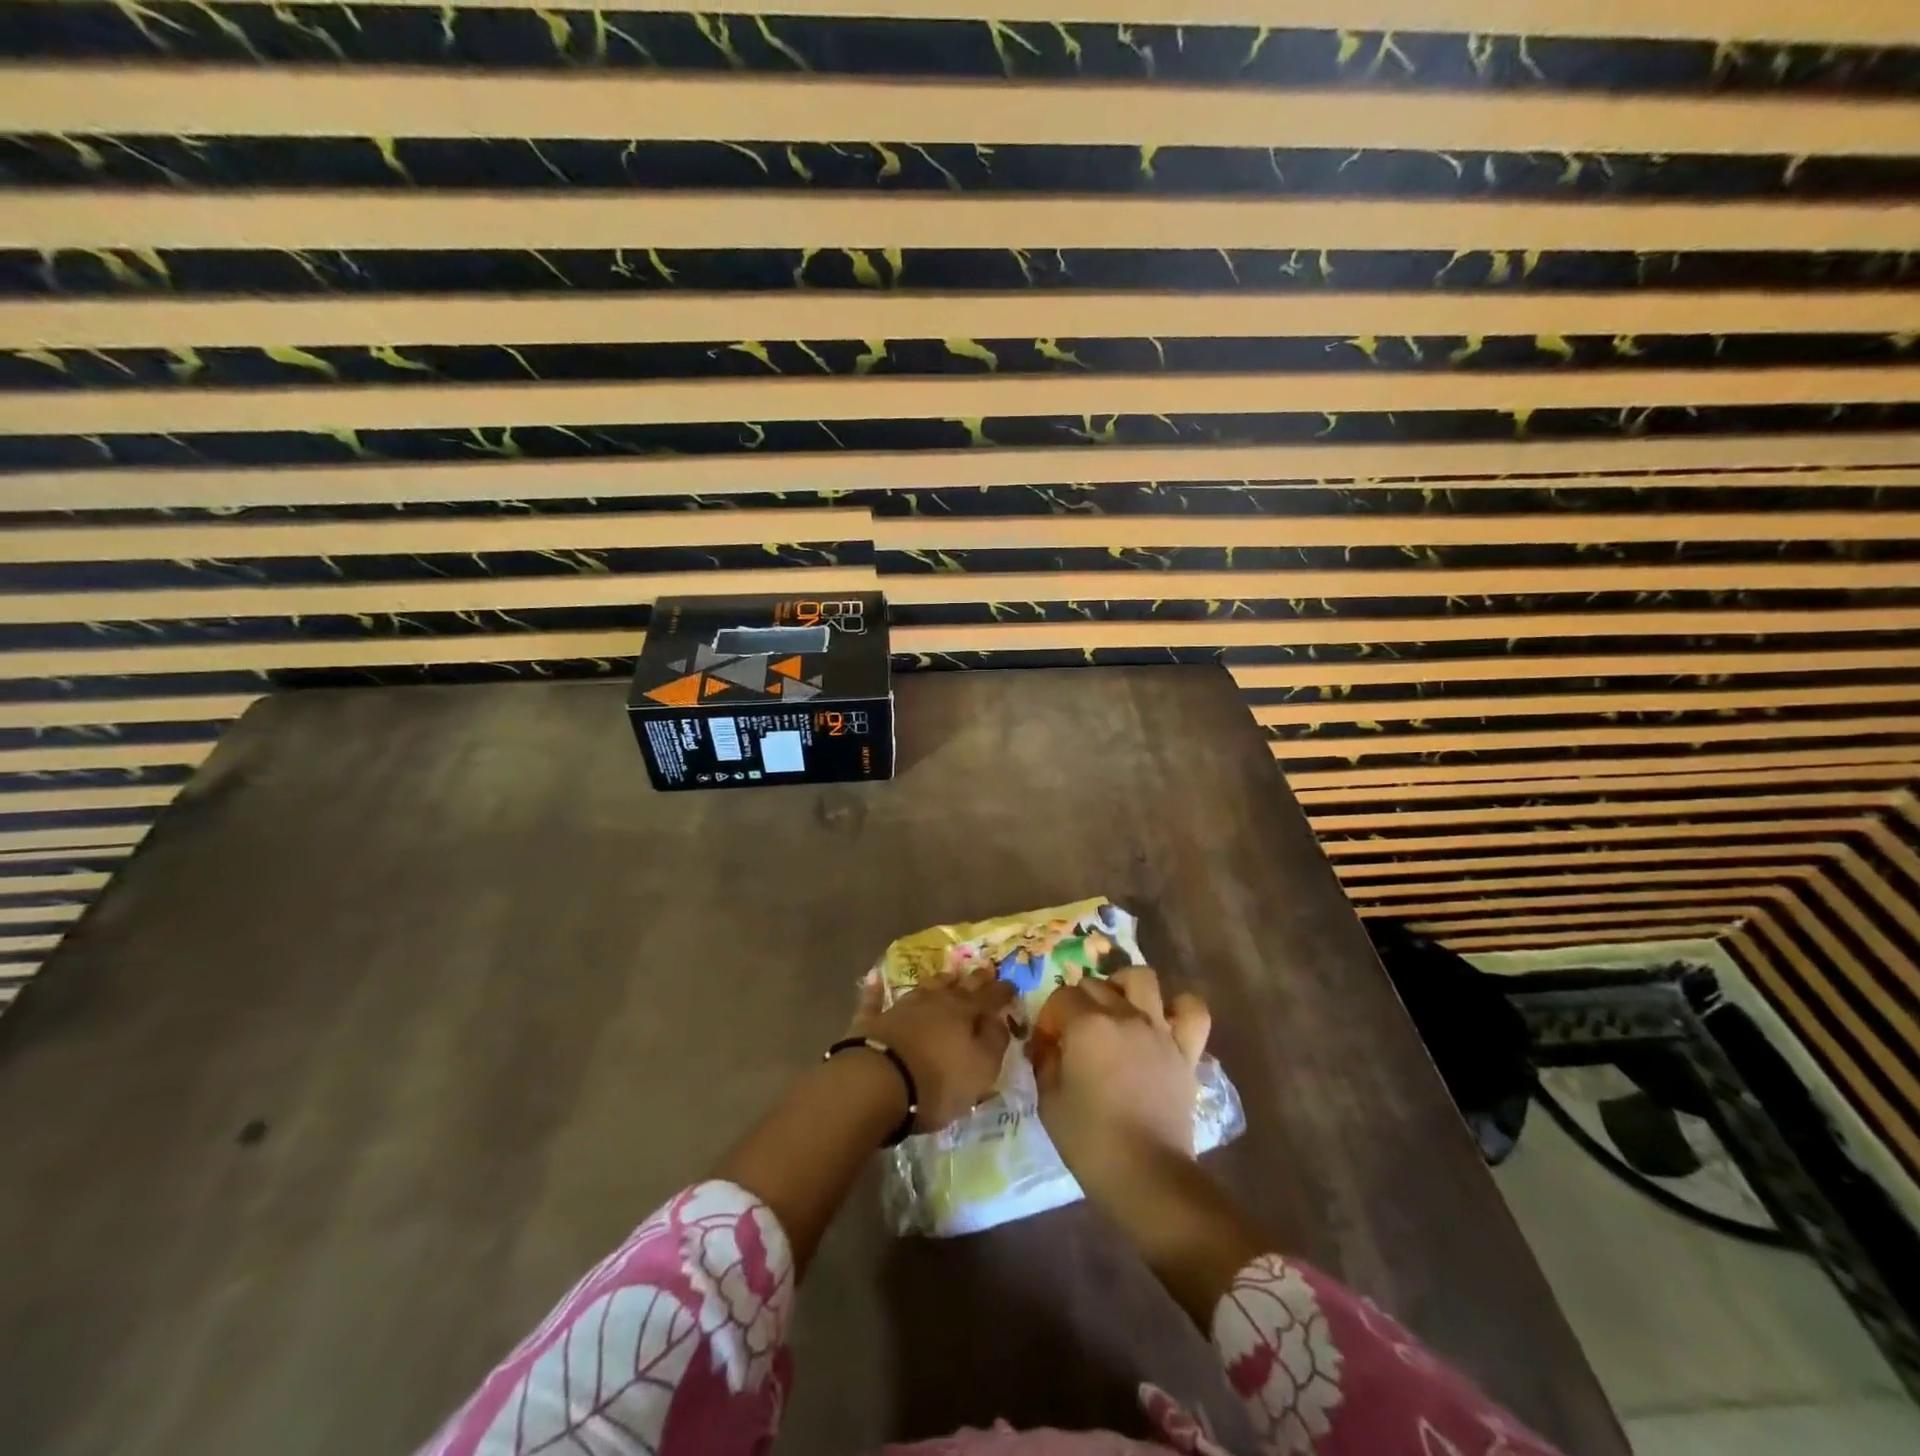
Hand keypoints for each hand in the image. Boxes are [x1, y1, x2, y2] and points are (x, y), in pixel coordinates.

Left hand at [850, 965, 1018, 1132]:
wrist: (877, 1081)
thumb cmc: (937, 1081)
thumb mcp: (980, 1069)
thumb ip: (994, 1042)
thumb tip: (999, 1021)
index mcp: (964, 1013)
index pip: (989, 998)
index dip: (1002, 991)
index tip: (1012, 984)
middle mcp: (934, 1002)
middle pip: (958, 987)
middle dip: (974, 979)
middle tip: (985, 969)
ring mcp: (901, 1008)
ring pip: (924, 988)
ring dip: (938, 981)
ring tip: (948, 974)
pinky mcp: (872, 1021)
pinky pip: (874, 1000)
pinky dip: (875, 989)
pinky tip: (874, 978)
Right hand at [1027, 967, 1210, 1189]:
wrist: (1147, 1175)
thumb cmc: (1090, 1141)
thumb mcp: (1049, 1101)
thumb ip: (1045, 1062)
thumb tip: (1046, 1046)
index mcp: (1086, 1025)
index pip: (1060, 998)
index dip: (1048, 1019)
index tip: (1045, 1047)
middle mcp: (1124, 1015)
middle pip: (1095, 985)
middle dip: (1077, 1003)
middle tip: (1074, 1034)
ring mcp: (1158, 1029)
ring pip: (1143, 979)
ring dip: (1124, 986)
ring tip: (1117, 1007)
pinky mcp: (1185, 1050)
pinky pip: (1192, 1011)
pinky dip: (1179, 1007)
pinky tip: (1164, 1019)